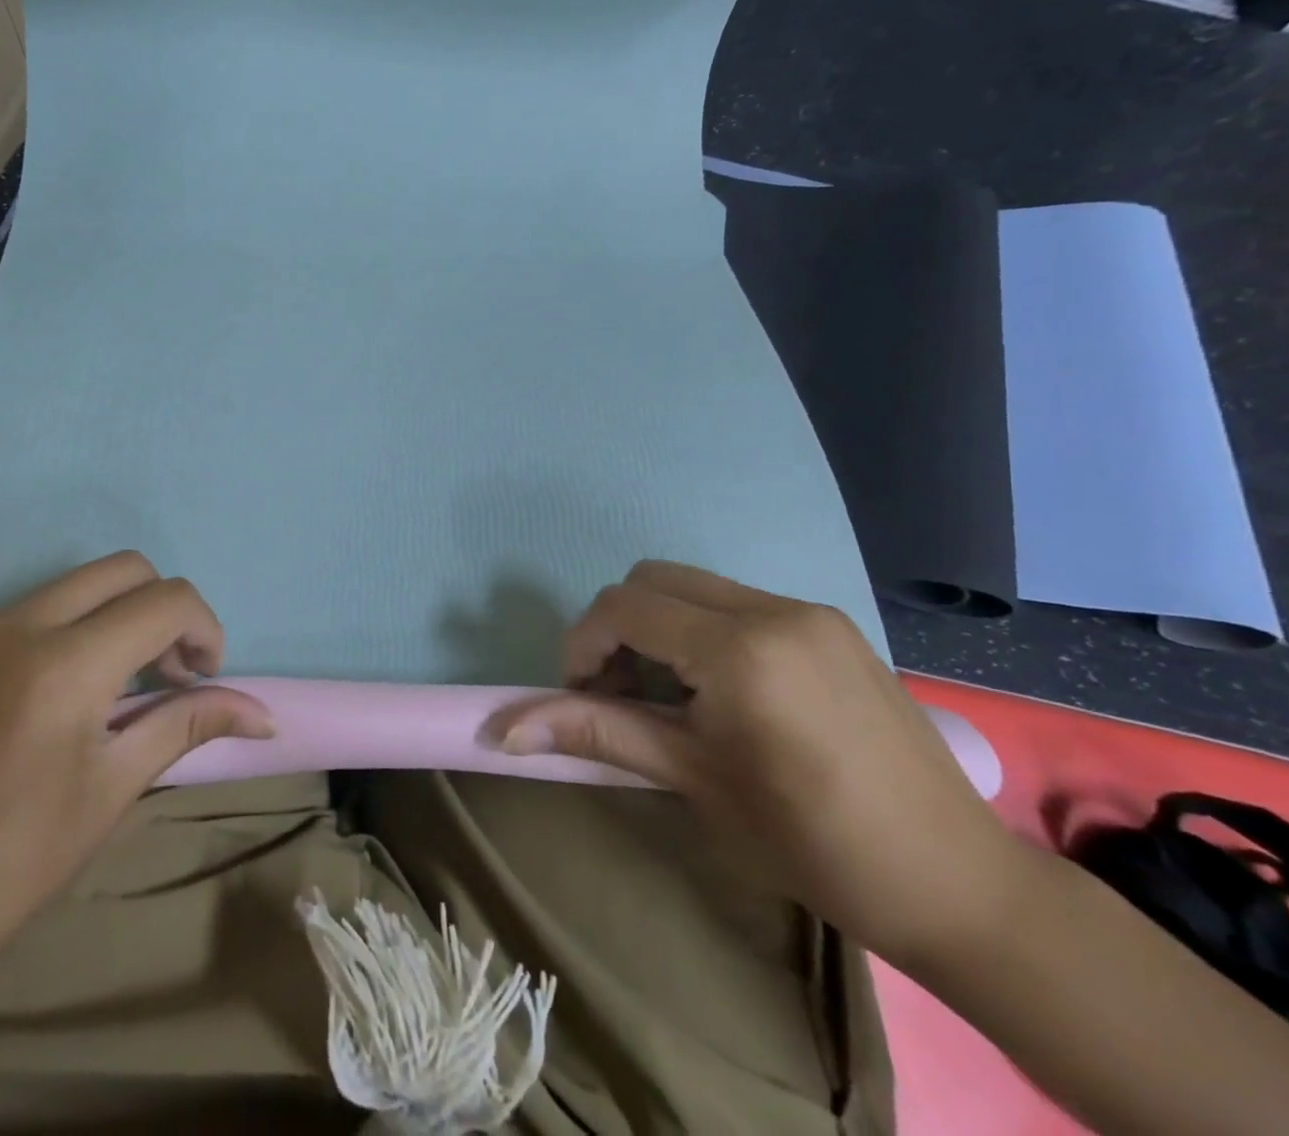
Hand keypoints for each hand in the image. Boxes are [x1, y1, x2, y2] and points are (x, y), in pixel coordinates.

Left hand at [0, 552, 272, 992]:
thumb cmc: (0, 869)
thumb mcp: (106, 794)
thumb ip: (185, 727)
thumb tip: (265, 717)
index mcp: (62, 665)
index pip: (166, 601)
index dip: (205, 630)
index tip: (205, 680)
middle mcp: (18, 623)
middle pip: (125, 569)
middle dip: (166, 609)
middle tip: (170, 676)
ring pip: (79, 582)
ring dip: (120, 614)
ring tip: (123, 687)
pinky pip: (36, 607)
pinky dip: (76, 626)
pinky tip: (68, 691)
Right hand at [494, 560, 1014, 964]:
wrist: (959, 884)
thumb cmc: (812, 842)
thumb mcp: (694, 781)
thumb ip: (596, 734)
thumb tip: (504, 729)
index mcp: (739, 650)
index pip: (623, 607)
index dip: (583, 644)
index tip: (583, 695)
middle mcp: (772, 609)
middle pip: (652, 579)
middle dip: (618, 626)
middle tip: (622, 692)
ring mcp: (808, 611)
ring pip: (694, 585)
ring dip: (660, 625)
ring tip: (673, 694)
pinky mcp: (832, 625)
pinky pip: (737, 602)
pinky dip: (704, 629)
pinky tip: (724, 690)